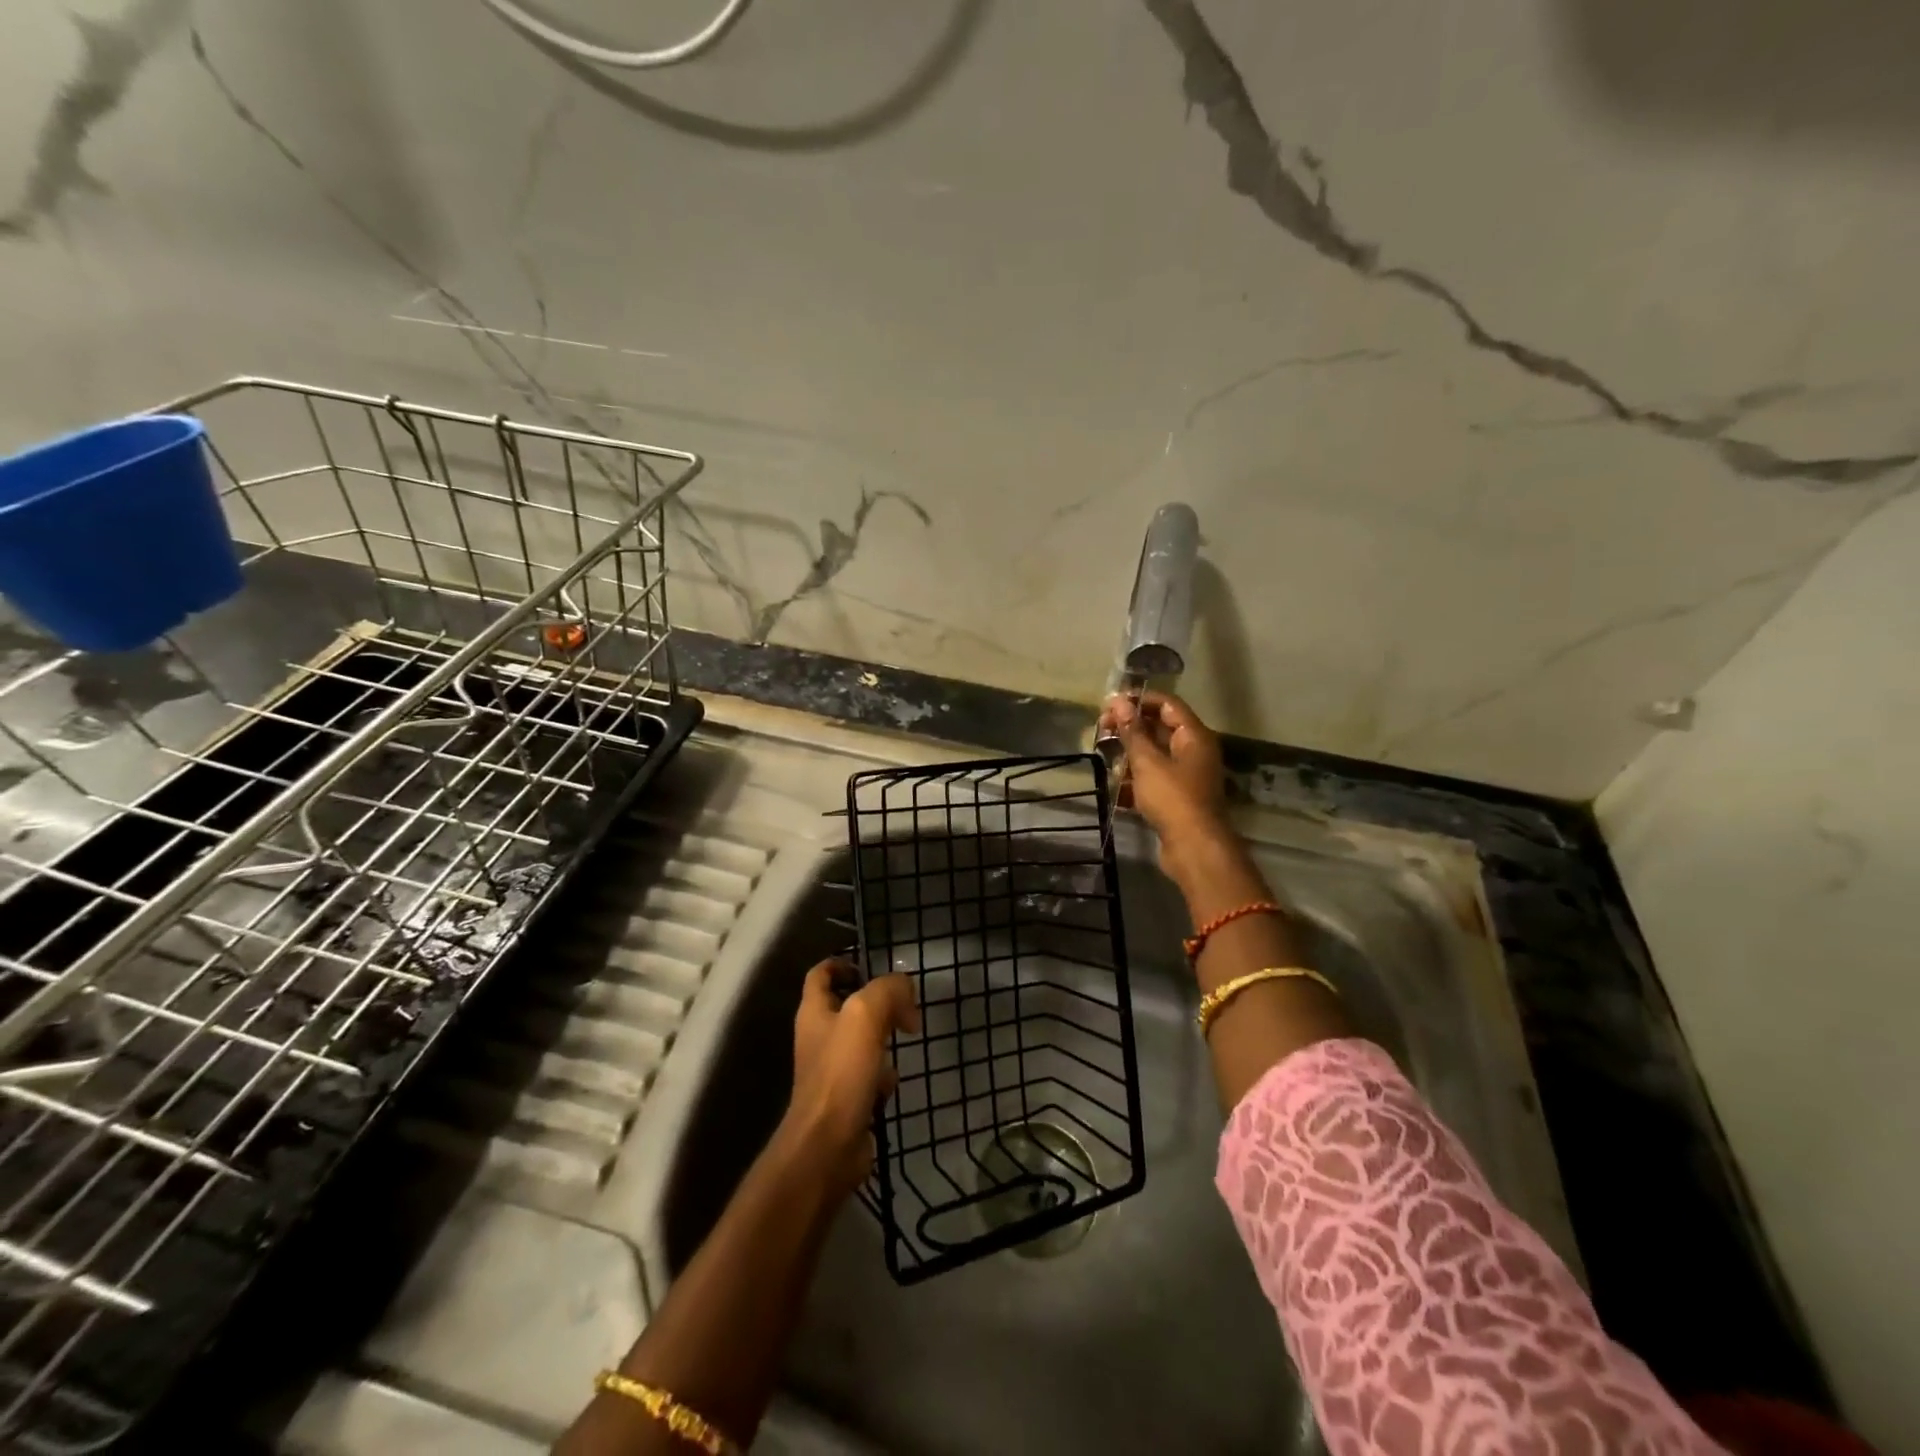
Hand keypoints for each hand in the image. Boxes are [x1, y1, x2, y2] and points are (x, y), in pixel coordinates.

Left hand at [781, 960, 919, 1194]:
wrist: (828, 1147)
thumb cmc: (841, 1073)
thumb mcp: (866, 1015)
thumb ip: (887, 991)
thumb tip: (905, 989)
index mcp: (814, 1012)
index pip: (821, 974)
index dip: (842, 963)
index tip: (871, 966)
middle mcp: (818, 1037)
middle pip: (846, 1006)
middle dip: (876, 1002)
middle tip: (903, 1005)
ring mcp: (831, 1070)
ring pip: (861, 1041)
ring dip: (883, 1037)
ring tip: (904, 1037)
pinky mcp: (846, 1098)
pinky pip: (868, 1075)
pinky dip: (884, 1074)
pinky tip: (894, 1081)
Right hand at [1099, 690, 1229, 874]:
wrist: (1194, 848)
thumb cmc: (1172, 798)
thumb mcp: (1147, 761)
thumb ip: (1132, 731)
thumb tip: (1118, 701)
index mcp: (1194, 736)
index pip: (1167, 704)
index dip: (1139, 699)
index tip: (1110, 704)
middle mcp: (1193, 752)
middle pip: (1159, 728)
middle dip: (1130, 728)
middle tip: (1101, 729)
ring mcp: (1186, 776)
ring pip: (1154, 755)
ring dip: (1129, 754)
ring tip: (1105, 758)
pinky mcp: (1177, 798)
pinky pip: (1153, 779)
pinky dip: (1135, 779)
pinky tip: (1115, 786)